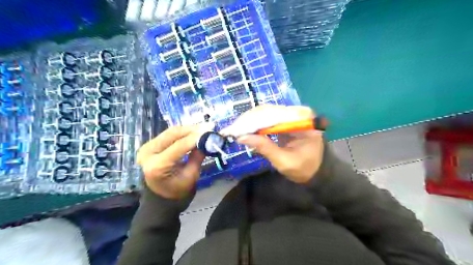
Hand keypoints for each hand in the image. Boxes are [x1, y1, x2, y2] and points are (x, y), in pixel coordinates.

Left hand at [137, 123, 214, 197]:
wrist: (161, 198)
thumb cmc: (178, 191)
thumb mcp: (191, 175)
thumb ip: (198, 156)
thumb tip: (208, 140)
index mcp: (157, 165)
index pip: (179, 146)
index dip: (196, 137)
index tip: (210, 131)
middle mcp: (148, 153)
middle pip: (173, 134)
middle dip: (192, 129)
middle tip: (208, 127)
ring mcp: (147, 147)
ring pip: (171, 132)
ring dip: (188, 129)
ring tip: (203, 128)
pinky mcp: (150, 145)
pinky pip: (168, 135)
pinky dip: (182, 133)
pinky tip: (193, 132)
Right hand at [220, 104, 322, 182]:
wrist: (316, 171)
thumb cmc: (304, 168)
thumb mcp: (284, 161)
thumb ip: (264, 147)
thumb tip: (241, 137)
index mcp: (304, 120)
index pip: (274, 114)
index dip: (253, 120)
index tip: (236, 129)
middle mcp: (299, 111)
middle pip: (268, 110)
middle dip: (248, 120)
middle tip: (231, 130)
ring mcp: (292, 114)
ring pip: (265, 112)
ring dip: (249, 121)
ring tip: (234, 130)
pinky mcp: (286, 119)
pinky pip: (268, 117)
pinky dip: (255, 123)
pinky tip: (244, 129)